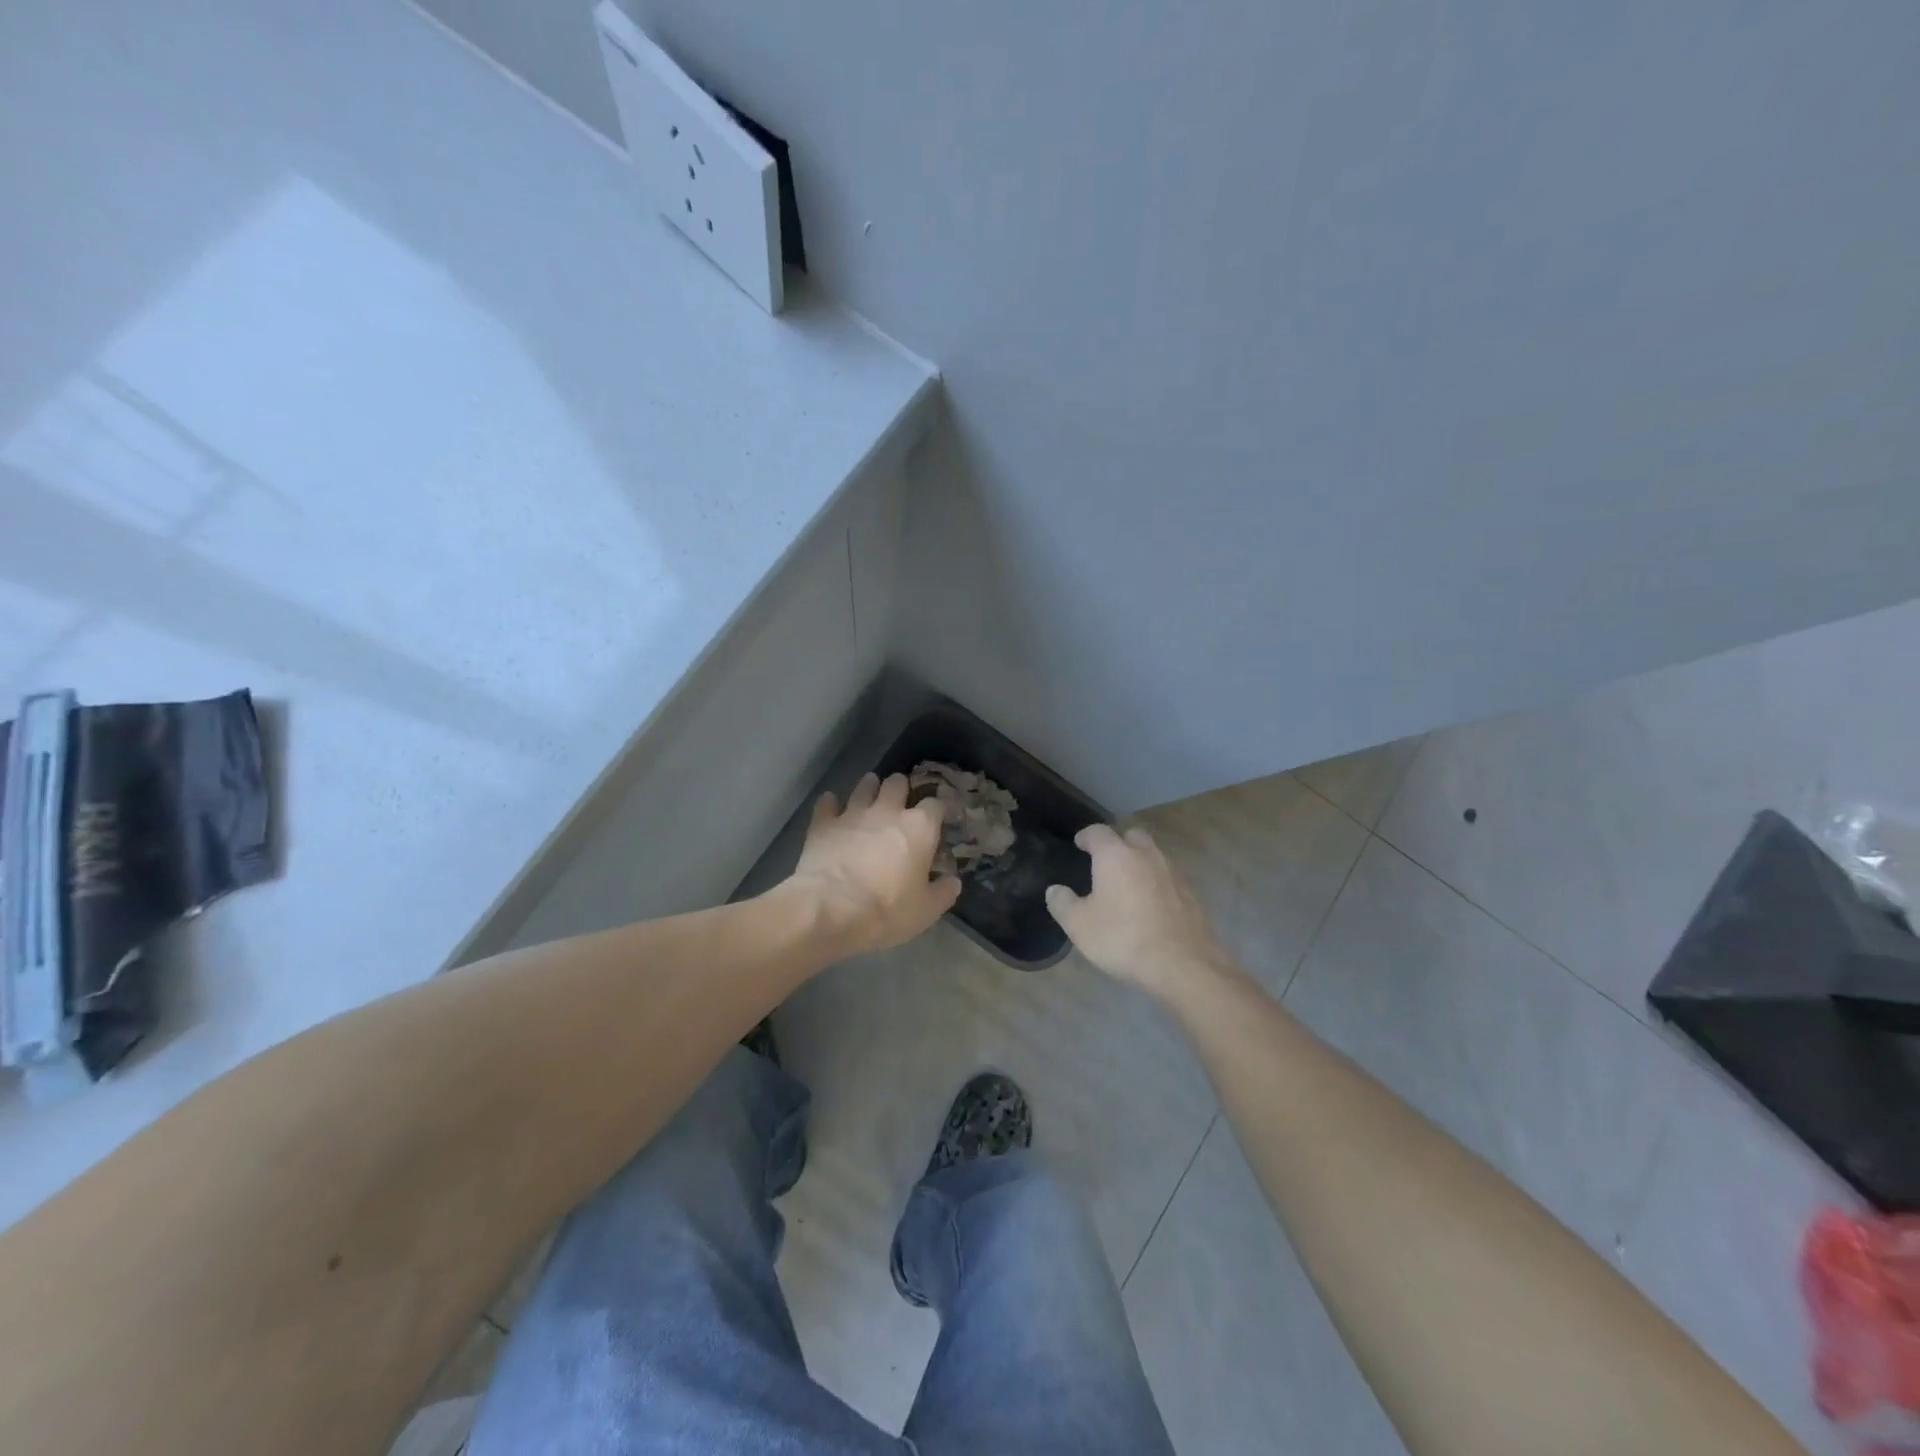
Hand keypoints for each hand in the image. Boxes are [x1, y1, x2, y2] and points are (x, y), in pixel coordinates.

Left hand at [786, 772, 961, 957]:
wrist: (830, 910)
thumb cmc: (886, 910)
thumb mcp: (926, 911)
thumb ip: (943, 892)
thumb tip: (953, 881)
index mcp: (919, 828)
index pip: (935, 804)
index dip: (937, 810)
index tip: (937, 820)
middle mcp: (888, 811)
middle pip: (897, 783)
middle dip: (900, 789)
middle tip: (899, 803)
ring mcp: (853, 813)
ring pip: (864, 785)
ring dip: (869, 788)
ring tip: (869, 795)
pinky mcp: (824, 822)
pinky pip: (827, 803)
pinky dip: (830, 804)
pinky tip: (831, 808)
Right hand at [1045, 824, 1237, 998]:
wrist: (1183, 965)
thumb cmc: (1123, 938)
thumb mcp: (1079, 925)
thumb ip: (1062, 903)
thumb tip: (1055, 890)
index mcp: (1116, 855)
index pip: (1098, 832)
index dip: (1086, 836)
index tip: (1079, 844)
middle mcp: (1147, 855)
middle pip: (1131, 836)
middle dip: (1118, 843)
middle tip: (1105, 862)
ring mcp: (1173, 873)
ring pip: (1153, 856)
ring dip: (1139, 863)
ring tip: (1127, 884)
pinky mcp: (1191, 894)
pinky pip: (1168, 878)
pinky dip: (1156, 883)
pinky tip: (1150, 905)